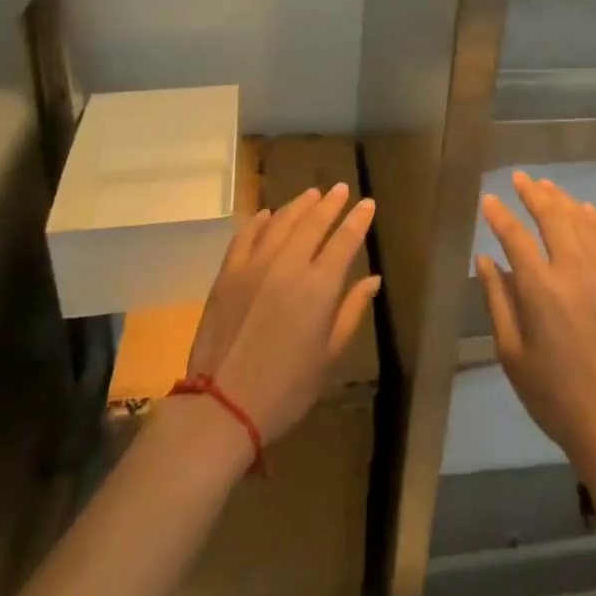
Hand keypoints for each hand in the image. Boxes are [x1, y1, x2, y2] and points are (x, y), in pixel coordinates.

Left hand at [185, 183, 379, 447]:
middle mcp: (288, 265)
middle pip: (313, 222)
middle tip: (341, 189)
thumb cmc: (286, 389)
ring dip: (299, 206)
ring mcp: (254, 266)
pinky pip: (246, 236)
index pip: (345, 240)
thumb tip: (373, 279)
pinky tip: (268, 215)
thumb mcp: (329, 356)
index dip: (358, 219)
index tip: (367, 203)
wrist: (222, 406)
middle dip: (331, 203)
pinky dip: (260, 222)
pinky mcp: (228, 274)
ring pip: (281, 222)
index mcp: (319, 287)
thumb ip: (352, 311)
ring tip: (311, 194)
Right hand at [477, 171, 595, 480]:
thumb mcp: (511, 353)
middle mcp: (575, 272)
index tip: (489, 200)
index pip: (515, 237)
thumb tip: (485, 259)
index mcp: (541, 290)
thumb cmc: (554, 395)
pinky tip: (586, 209)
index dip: (500, 215)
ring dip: (562, 200)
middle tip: (519, 179)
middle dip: (533, 193)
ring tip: (546, 185)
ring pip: (583, 222)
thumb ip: (497, 300)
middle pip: (553, 217)